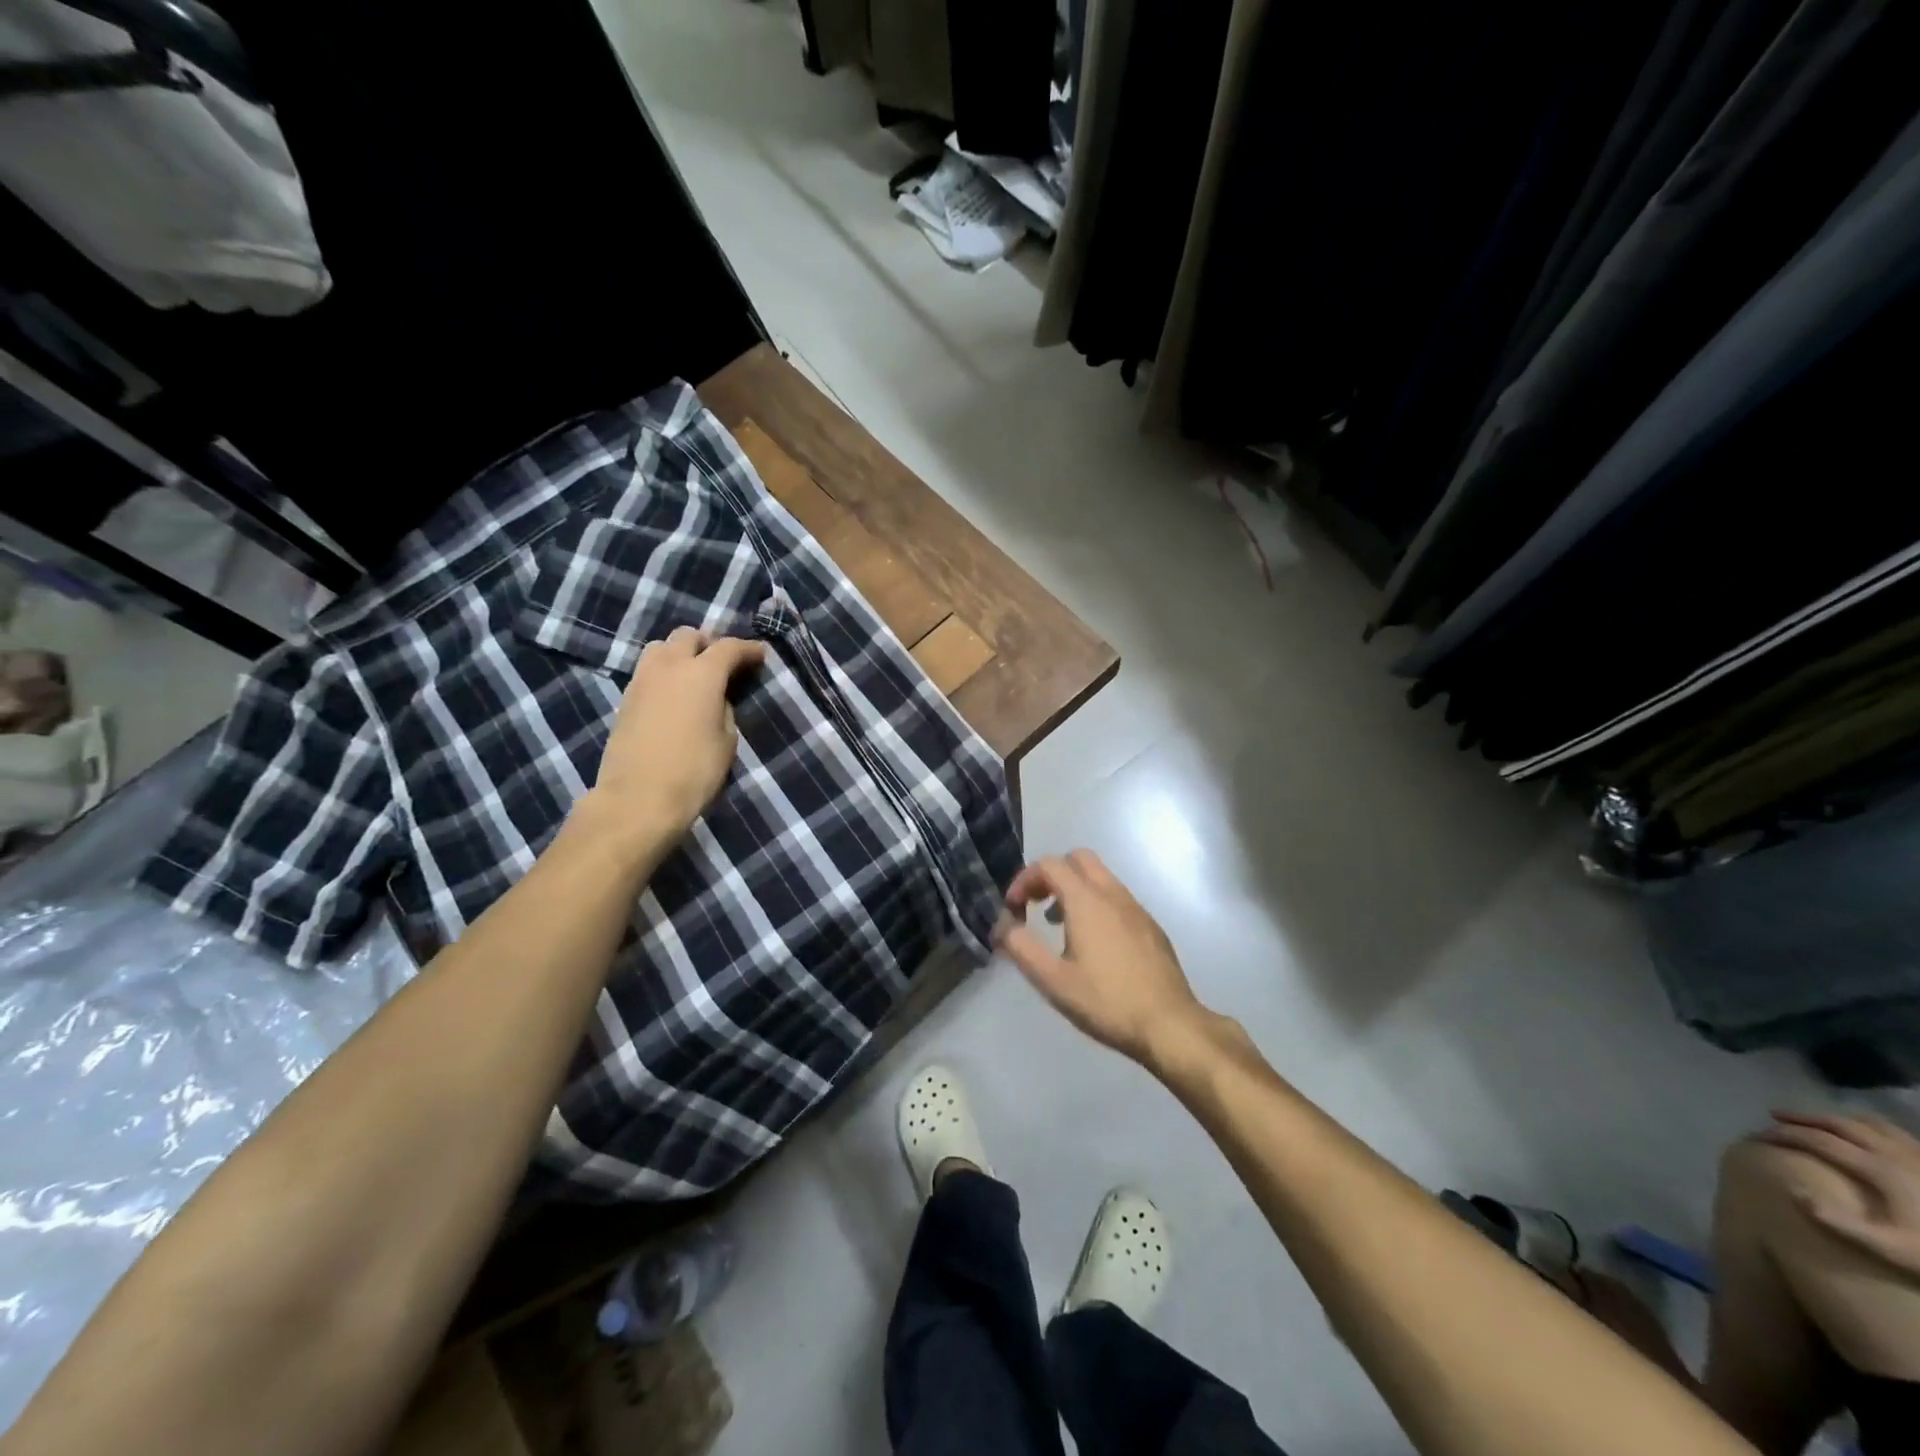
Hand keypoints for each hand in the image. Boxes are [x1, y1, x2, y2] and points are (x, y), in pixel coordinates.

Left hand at [586, 626, 765, 844]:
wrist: (638, 800)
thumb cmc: (694, 772)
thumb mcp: (727, 741)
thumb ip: (725, 709)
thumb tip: (717, 698)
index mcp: (701, 674)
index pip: (729, 647)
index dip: (748, 649)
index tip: (761, 655)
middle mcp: (669, 667)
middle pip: (688, 635)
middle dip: (710, 643)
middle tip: (725, 663)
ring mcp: (642, 681)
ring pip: (661, 647)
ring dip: (681, 652)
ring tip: (696, 674)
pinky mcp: (626, 699)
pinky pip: (648, 670)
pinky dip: (665, 672)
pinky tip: (675, 693)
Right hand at [994, 849, 1212, 1068]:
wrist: (1169, 1024)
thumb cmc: (1106, 1001)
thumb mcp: (1053, 981)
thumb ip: (1022, 948)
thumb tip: (1004, 927)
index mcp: (1086, 901)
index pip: (1049, 864)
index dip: (1024, 879)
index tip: (1014, 909)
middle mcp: (1112, 894)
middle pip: (1078, 859)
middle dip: (1051, 874)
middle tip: (1037, 905)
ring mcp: (1136, 908)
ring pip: (1100, 877)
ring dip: (1074, 889)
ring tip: (1060, 925)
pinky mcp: (1151, 926)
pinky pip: (1117, 898)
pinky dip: (1097, 903)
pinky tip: (1094, 944)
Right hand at [1761, 1111, 1919, 1276]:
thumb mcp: (1892, 1249)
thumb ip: (1841, 1223)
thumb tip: (1793, 1191)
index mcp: (1878, 1169)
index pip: (1817, 1140)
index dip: (1782, 1135)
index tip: (1757, 1136)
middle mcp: (1893, 1153)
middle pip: (1838, 1124)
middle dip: (1801, 1118)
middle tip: (1774, 1117)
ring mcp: (1916, 1155)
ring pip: (1866, 1122)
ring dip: (1832, 1117)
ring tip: (1814, 1121)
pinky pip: (1892, 1130)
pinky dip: (1866, 1124)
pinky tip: (1863, 1132)